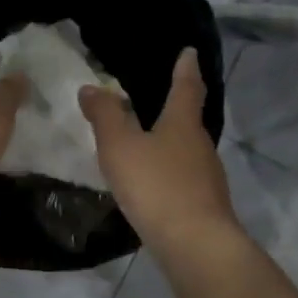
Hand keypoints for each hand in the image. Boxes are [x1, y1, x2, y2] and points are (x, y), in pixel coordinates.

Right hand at [79, 47, 238, 252]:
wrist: (195, 245)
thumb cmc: (156, 186)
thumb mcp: (120, 146)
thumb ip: (104, 116)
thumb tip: (90, 87)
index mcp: (182, 123)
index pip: (186, 86)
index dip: (185, 68)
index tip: (188, 52)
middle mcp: (200, 144)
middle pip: (189, 119)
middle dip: (176, 107)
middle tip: (158, 97)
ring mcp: (206, 176)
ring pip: (187, 150)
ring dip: (170, 142)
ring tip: (148, 141)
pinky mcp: (204, 204)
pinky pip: (183, 177)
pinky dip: (169, 171)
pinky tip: (153, 183)